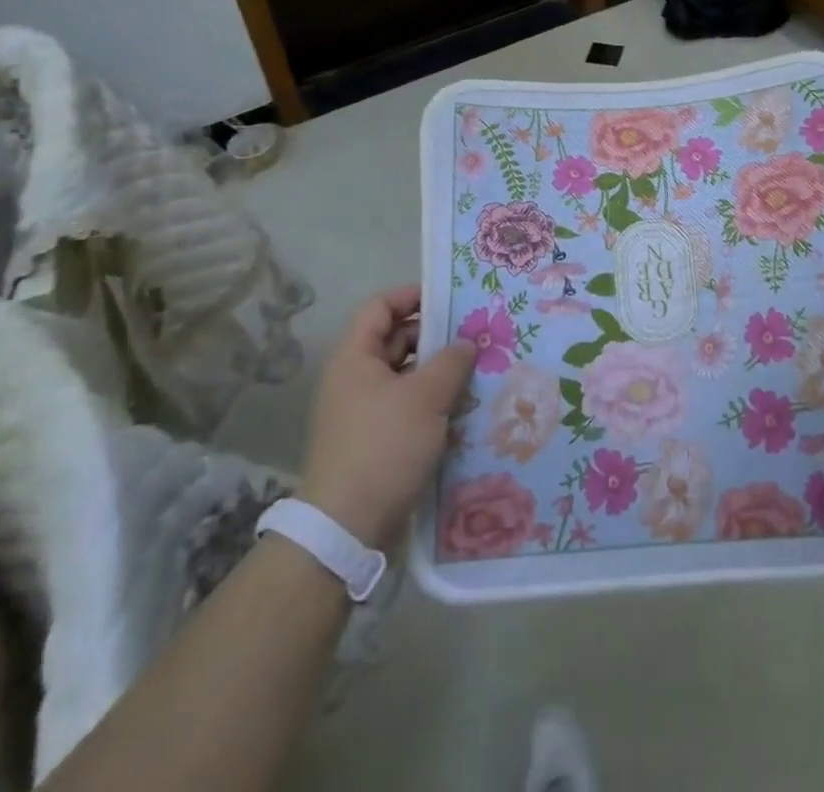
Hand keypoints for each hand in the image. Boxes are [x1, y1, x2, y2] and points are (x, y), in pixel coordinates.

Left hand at [297, 285, 475, 547]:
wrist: (347, 527)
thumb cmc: (384, 446)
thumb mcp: (425, 397)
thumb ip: (451, 362)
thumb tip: (467, 343)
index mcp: (355, 357)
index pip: (380, 307)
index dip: (412, 296)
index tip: (449, 298)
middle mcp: (354, 378)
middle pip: (394, 340)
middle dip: (434, 335)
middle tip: (474, 335)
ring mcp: (362, 411)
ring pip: (404, 376)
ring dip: (436, 371)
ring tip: (476, 370)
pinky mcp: (374, 440)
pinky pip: (405, 406)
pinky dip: (431, 401)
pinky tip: (462, 408)